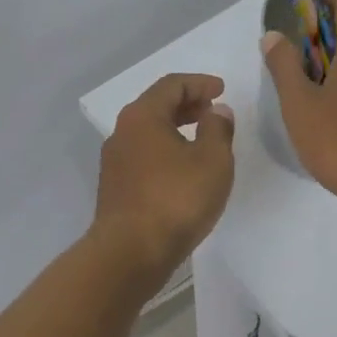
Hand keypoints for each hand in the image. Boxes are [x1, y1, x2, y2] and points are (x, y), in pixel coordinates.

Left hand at [91, 73, 235, 289]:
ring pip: (148, 133)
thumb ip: (218, 130)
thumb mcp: (212, 161)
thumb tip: (216, 112)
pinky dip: (165, 151)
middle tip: (212, 110)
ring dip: (175, 129)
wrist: (129, 253)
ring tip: (202, 140)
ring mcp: (115, 162)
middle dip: (187, 104)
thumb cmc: (176, 200)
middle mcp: (122, 132)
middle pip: (156, 106)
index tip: (222, 90)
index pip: (171, 85)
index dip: (199, 83)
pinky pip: (143, 156)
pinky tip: (183, 170)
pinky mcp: (115, 188)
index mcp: (142, 116)